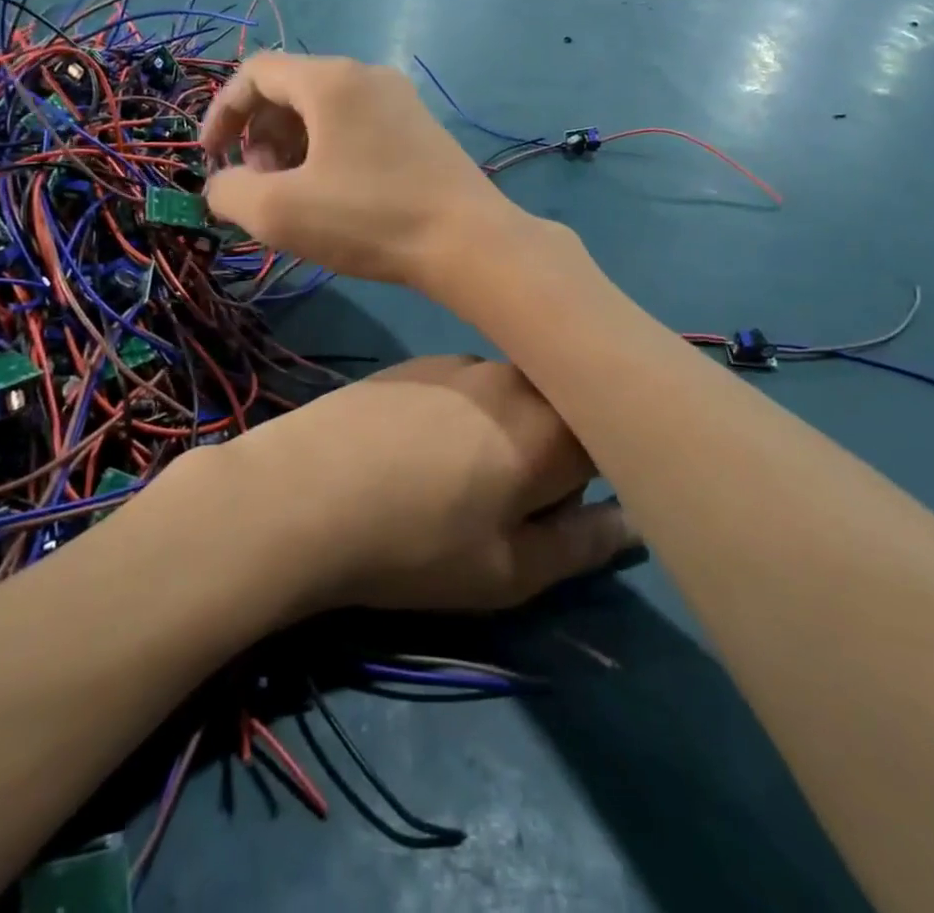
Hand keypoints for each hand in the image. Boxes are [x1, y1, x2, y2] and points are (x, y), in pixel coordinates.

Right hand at [199, 54, 523, 288]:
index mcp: (331, 80)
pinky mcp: (421, 129)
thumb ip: (229, 191)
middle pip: (291, 90)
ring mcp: (401, 100)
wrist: (468, 241)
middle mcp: (367, 76)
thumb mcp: (279, 211)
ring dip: (292, 147)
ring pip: (325, 111)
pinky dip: (328, 152)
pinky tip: (333, 196)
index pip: (256, 73)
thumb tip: (222, 185)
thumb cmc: (368, 218)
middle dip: (260, 135)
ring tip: (295, 196)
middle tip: (260, 184)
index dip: (222, 113)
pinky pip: (357, 127)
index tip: (211, 159)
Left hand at [215, 356, 634, 613]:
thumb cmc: (416, 544)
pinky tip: (414, 452)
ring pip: (512, 397)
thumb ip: (584, 544)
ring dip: (505, 432)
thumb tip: (633, 520)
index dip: (599, 474)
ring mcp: (462, 361)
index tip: (565, 508)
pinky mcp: (418, 361)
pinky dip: (463, 416)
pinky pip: (467, 386)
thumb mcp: (509, 572)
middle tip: (506, 504)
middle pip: (561, 410)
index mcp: (552, 426)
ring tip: (453, 479)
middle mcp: (515, 377)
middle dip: (550, 454)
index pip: (611, 434)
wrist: (300, 493)